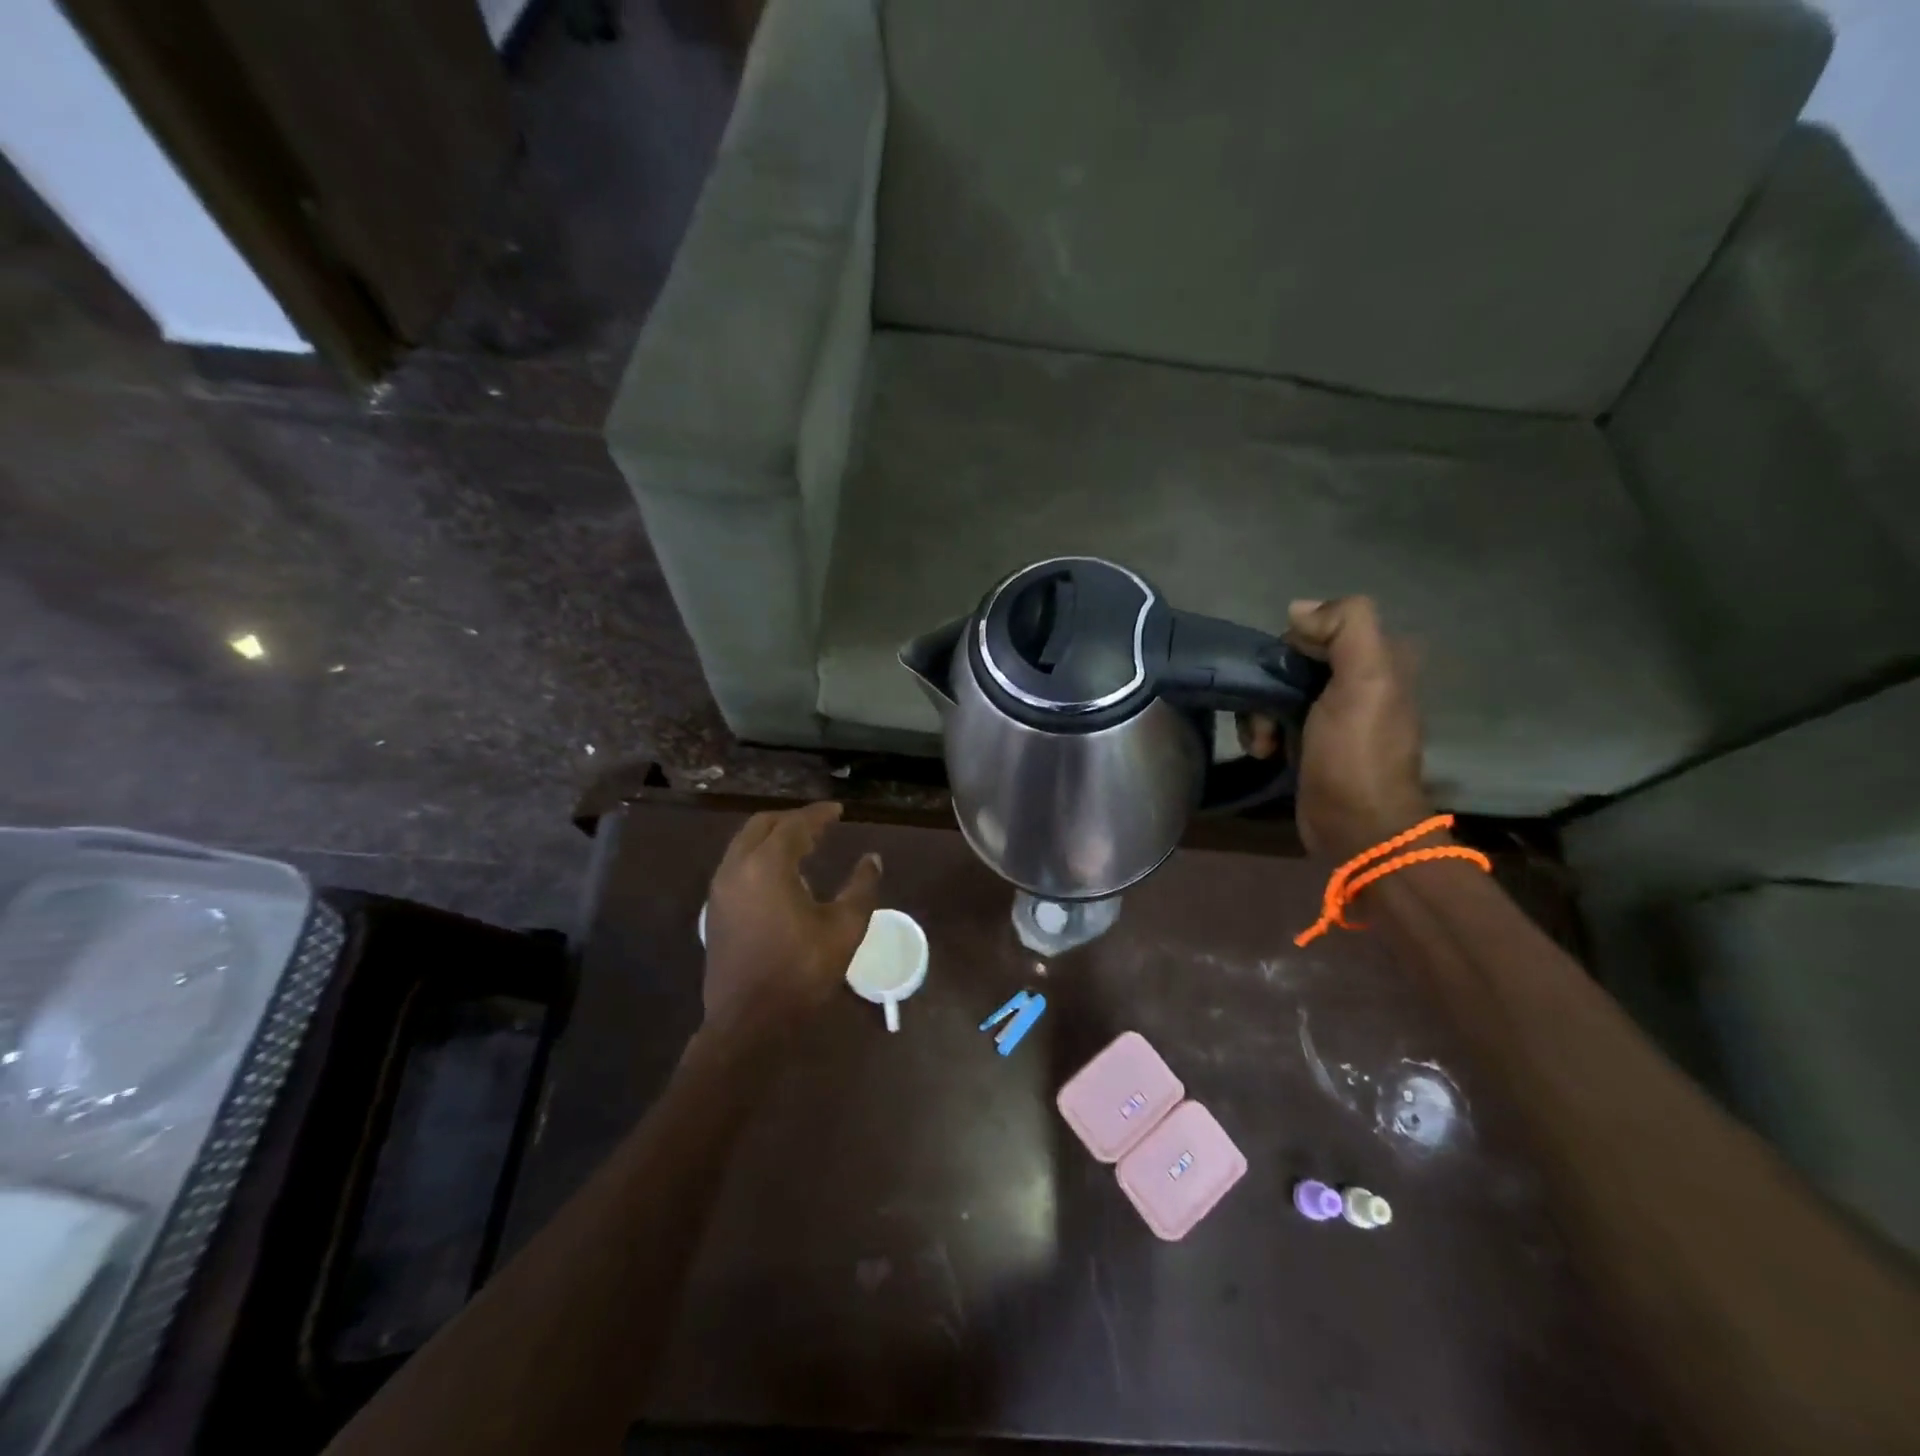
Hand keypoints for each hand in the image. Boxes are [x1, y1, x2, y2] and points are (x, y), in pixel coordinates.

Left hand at [701, 802, 881, 1039]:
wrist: (748, 1023)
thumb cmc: (800, 972)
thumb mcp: (844, 929)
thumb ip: (861, 887)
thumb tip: (871, 859)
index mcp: (767, 866)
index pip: (794, 825)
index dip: (819, 815)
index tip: (838, 810)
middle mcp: (736, 868)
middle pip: (762, 825)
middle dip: (792, 820)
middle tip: (820, 825)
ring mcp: (720, 890)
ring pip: (744, 844)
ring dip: (773, 838)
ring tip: (804, 847)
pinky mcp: (715, 911)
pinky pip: (736, 865)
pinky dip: (759, 857)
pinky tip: (781, 877)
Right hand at [1282, 597, 1433, 860]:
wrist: (1355, 826)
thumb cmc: (1357, 753)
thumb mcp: (1365, 680)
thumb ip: (1346, 627)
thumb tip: (1298, 610)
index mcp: (1382, 659)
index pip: (1321, 627)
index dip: (1294, 646)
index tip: (1285, 676)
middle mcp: (1360, 680)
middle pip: (1294, 660)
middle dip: (1269, 684)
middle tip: (1267, 713)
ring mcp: (1333, 713)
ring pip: (1278, 690)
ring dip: (1259, 712)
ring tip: (1262, 742)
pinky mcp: (1311, 741)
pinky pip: (1275, 718)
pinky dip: (1262, 731)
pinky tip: (1263, 752)